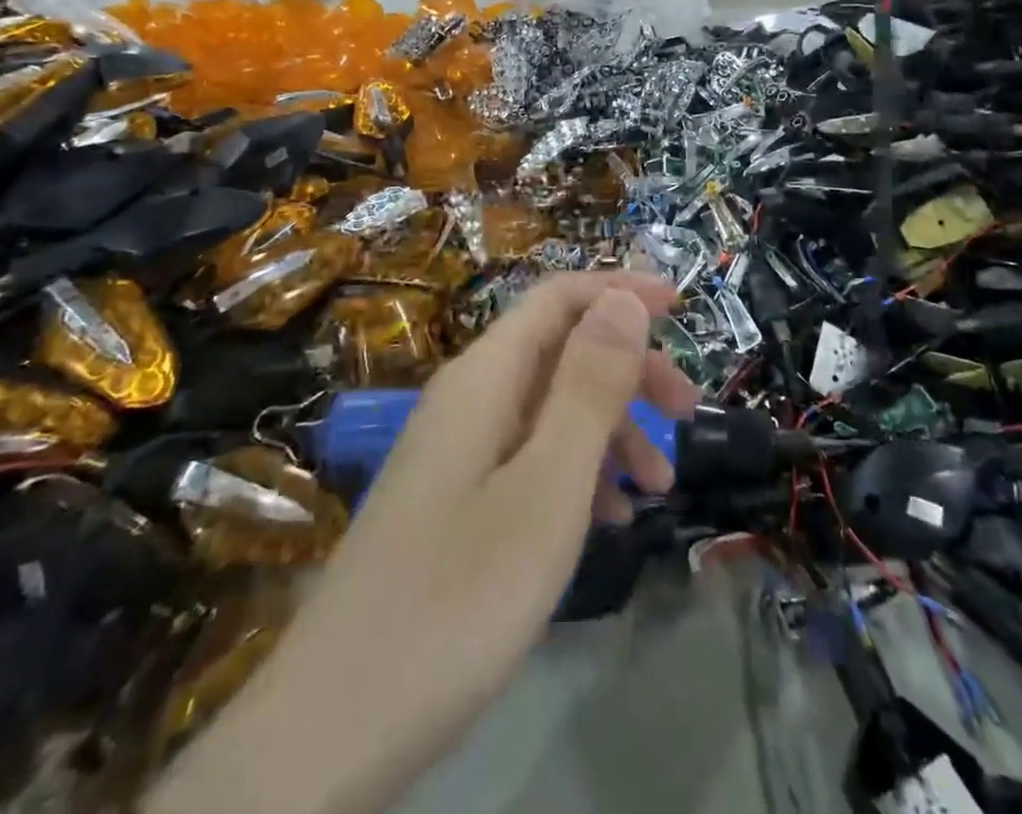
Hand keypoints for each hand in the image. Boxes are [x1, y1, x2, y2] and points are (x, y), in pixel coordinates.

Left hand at [156, 272, 696, 813]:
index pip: (558, 298)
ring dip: (611, 430)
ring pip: (549, 409)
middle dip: (629, 369)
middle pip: (560, 350)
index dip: (620, 291)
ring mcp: (457, 452)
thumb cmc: (459, 596)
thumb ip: (589, 385)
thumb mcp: (547, 486)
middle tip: (687, 411)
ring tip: (661, 488)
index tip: (682, 309)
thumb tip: (622, 298)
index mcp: (484, 377)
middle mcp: (468, 399)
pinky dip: (578, 473)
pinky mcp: (454, 501)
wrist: (333, 729)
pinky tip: (610, 521)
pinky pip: (529, 459)